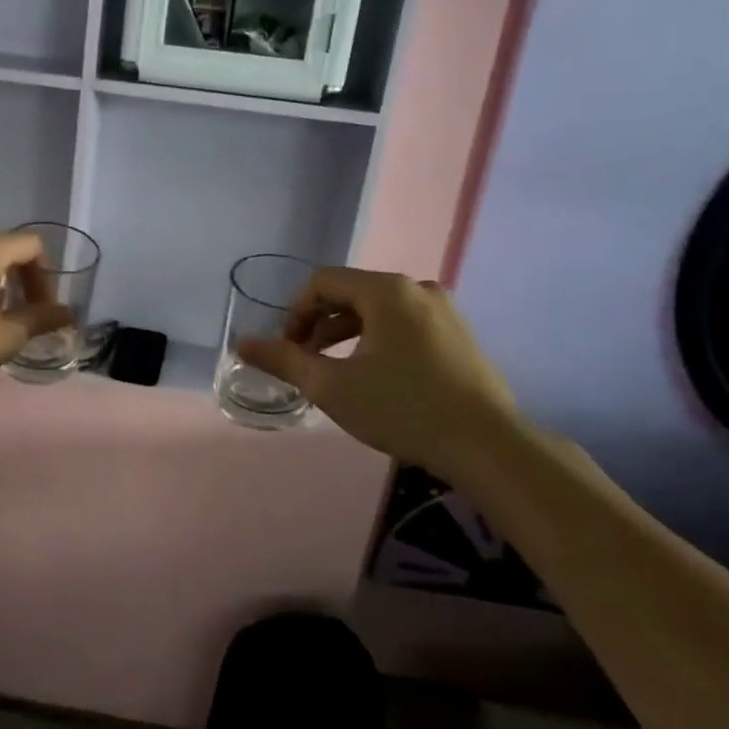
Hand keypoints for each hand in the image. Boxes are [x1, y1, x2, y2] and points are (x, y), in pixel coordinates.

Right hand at [236, 268, 521, 481]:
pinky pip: (404, 324)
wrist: (488, 446)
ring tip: (336, 373)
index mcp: (385, 290)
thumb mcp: (332, 386)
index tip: (288, 351)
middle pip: (350, 293)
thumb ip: (284, 360)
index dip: (295, 313)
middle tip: (307, 364)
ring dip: (347, 335)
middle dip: (320, 325)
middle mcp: (416, 288)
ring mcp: (443, 310)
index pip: (322, 282)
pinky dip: (378, 341)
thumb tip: (241, 343)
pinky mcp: (458, 334)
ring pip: (378, 311)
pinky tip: (377, 378)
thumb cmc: (403, 409)